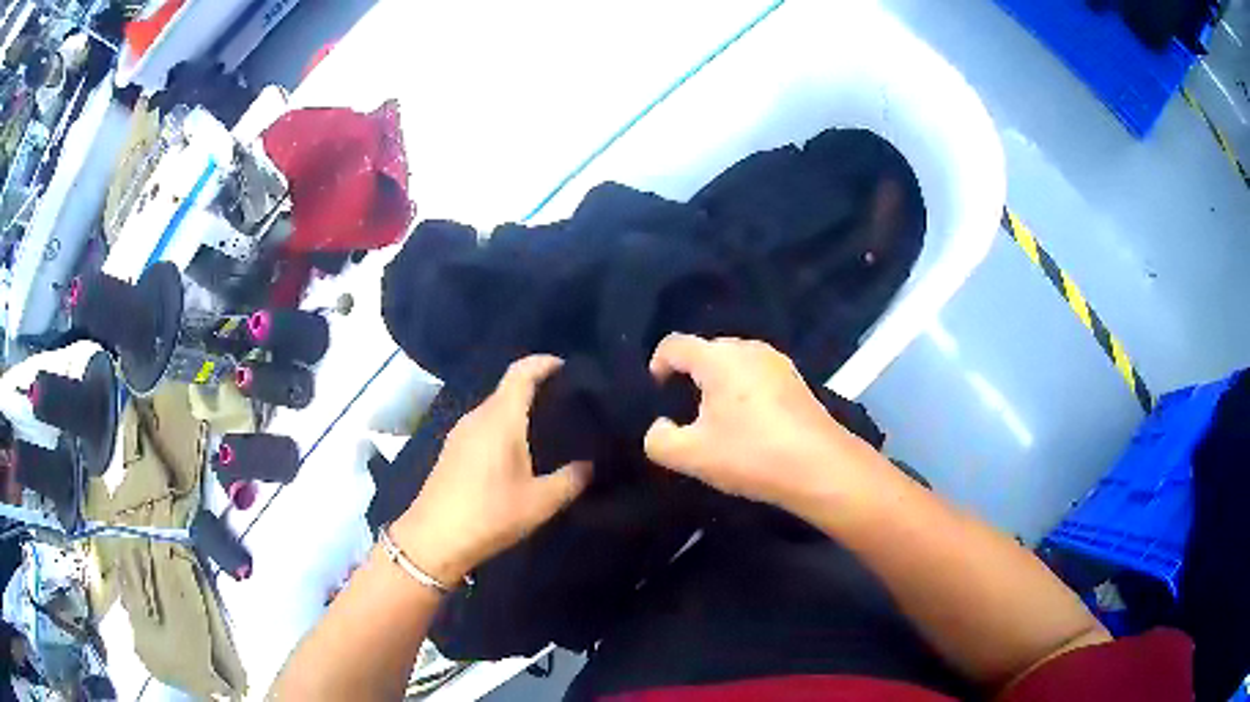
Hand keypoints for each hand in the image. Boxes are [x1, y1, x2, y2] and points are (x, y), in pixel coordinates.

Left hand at [393, 356, 591, 585]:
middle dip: (536, 389)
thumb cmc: (490, 514)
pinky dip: (503, 427)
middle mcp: (477, 417)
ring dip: (518, 411)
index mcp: (500, 419)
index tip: (567, 367)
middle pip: (507, 389)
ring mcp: (460, 433)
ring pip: (494, 409)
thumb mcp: (540, 502)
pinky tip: (517, 451)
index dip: (543, 363)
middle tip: (567, 404)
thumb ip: (570, 480)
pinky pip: (483, 426)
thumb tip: (589, 465)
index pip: (521, 372)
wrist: (434, 539)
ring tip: (547, 428)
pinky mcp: (452, 450)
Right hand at [644, 334, 863, 510]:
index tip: (657, 393)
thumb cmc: (751, 454)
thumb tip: (660, 427)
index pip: (675, 345)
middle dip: (690, 375)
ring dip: (720, 385)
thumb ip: (659, 439)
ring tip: (716, 420)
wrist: (820, 466)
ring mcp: (777, 362)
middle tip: (685, 412)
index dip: (657, 364)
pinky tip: (749, 424)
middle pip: (707, 351)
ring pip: (735, 363)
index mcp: (718, 358)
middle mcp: (748, 349)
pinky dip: (745, 392)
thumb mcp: (691, 456)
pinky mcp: (796, 380)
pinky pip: (758, 375)